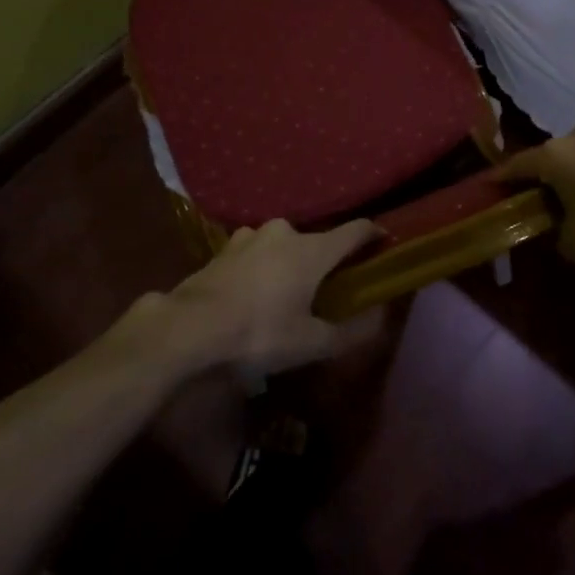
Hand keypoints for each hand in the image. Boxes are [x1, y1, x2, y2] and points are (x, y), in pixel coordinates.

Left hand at [148, 218, 381, 374]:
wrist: (189, 327)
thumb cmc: (258, 332)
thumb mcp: (310, 343)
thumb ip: (350, 332)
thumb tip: (382, 319)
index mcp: (313, 249)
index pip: (355, 230)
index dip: (374, 234)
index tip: (385, 241)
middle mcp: (286, 232)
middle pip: (318, 239)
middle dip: (326, 259)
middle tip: (329, 285)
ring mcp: (252, 235)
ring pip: (284, 244)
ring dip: (291, 261)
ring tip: (288, 289)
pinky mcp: (225, 247)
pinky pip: (256, 251)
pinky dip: (263, 265)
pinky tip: (255, 289)